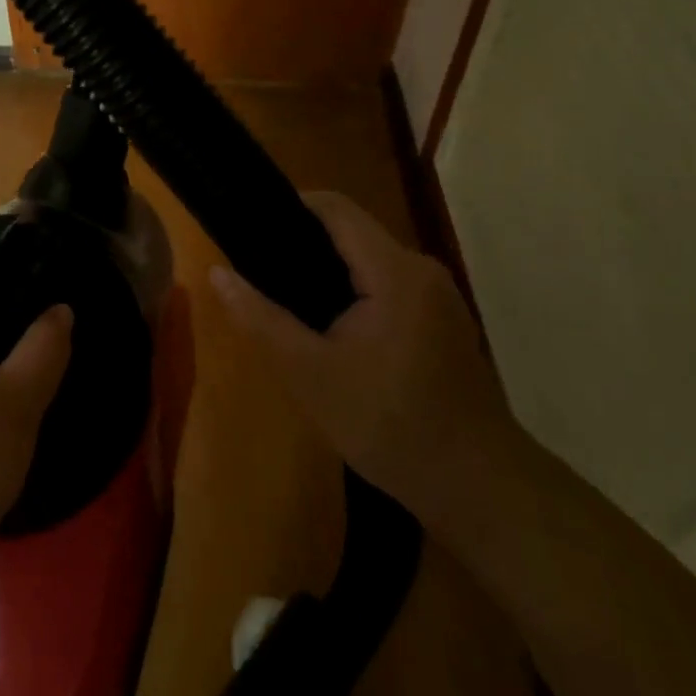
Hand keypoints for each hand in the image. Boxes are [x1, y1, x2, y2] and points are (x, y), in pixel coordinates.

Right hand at [210, 191, 511, 516]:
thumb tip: (216, 273)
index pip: (335, 208)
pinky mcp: (442, 319)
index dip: (290, 206)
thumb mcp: (310, 374)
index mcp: (394, 271)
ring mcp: (437, 295)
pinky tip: (329, 326)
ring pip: (369, 259)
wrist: (478, 489)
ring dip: (327, 270)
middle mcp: (420, 269)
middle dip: (303, 243)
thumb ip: (261, 319)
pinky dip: (353, 291)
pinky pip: (387, 283)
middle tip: (259, 270)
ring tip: (285, 297)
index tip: (249, 226)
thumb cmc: (390, 426)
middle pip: (352, 231)